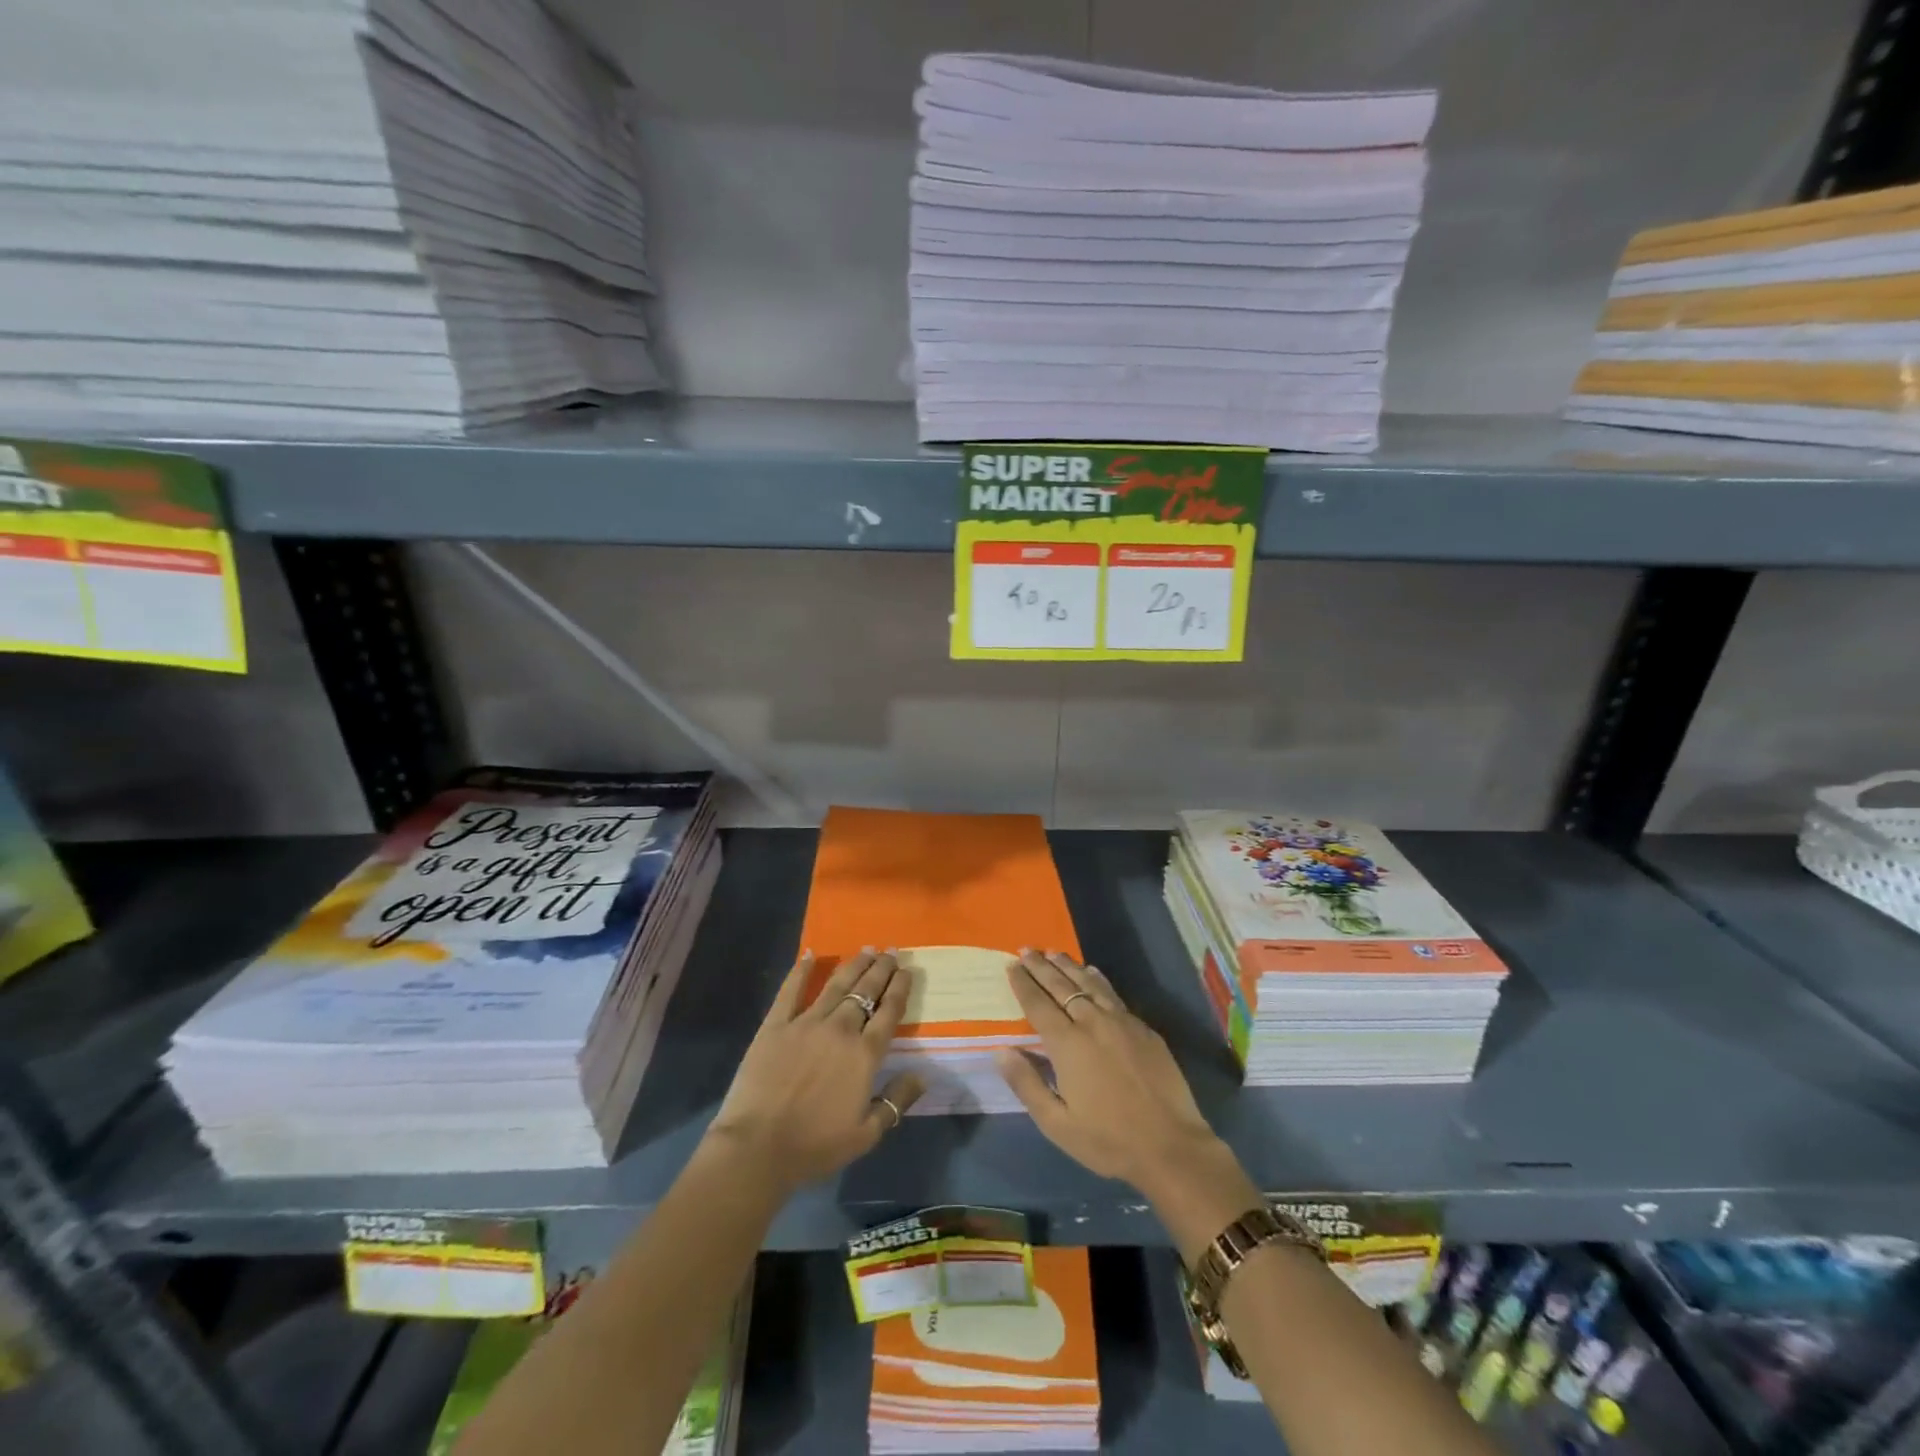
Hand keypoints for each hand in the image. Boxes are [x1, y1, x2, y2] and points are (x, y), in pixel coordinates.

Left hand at [708, 949, 923, 1191]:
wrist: (758, 1147)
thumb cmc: (815, 1146)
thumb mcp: (866, 1134)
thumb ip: (896, 1102)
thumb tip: (922, 1075)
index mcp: (865, 1055)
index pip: (889, 1012)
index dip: (900, 988)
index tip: (907, 970)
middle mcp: (840, 1030)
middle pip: (866, 991)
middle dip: (881, 969)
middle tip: (891, 951)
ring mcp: (806, 1023)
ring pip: (836, 985)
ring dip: (853, 965)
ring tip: (866, 949)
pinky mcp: (775, 1025)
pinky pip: (790, 990)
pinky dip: (801, 970)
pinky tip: (810, 954)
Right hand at [996, 950, 1260, 1253]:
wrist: (1171, 1146)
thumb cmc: (1108, 1140)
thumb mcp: (1057, 1124)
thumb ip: (1026, 1083)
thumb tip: (1000, 1050)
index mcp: (1067, 1044)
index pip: (1038, 1004)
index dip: (1023, 983)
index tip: (1011, 965)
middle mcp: (1092, 1023)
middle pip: (1061, 986)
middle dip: (1041, 966)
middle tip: (1026, 949)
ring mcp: (1122, 1022)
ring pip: (1089, 983)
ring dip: (1068, 966)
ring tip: (1054, 953)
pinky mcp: (1144, 1029)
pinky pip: (1113, 994)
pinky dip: (1097, 979)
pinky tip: (1092, 973)